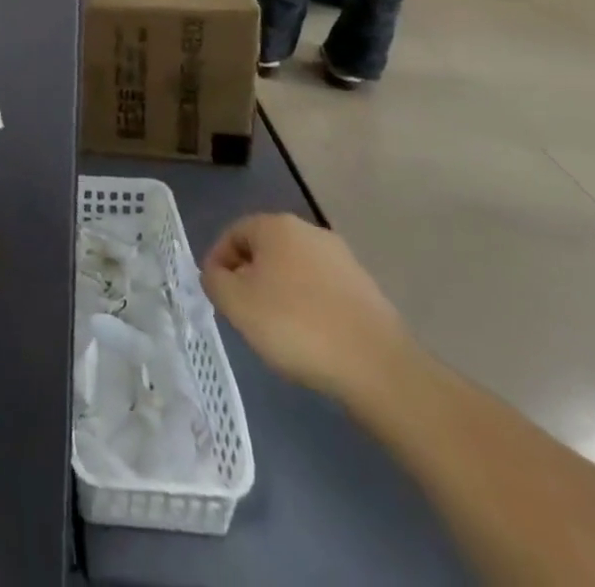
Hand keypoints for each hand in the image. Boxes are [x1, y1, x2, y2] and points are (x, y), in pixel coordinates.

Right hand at [202, 214, 416, 401]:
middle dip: (251, 279)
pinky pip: (324, 293)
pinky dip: (311, 310)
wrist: (380, 369)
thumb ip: (214, 280)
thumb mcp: (235, 303)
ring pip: (295, 273)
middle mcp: (310, 232)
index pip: (233, 235)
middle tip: (245, 314)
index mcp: (276, 225)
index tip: (218, 296)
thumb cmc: (296, 326)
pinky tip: (312, 341)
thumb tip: (219, 275)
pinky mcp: (368, 292)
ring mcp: (344, 261)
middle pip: (265, 252)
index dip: (219, 264)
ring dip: (281, 295)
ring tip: (279, 332)